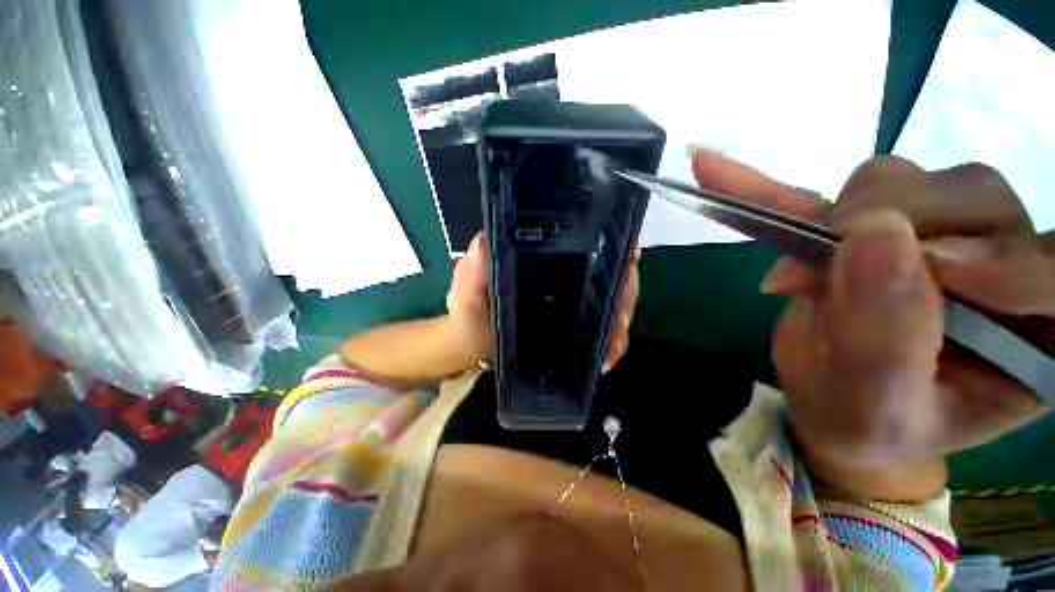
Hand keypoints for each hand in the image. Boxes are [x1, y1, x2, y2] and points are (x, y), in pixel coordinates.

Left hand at [446, 233, 641, 372]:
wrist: (471, 351)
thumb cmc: (468, 317)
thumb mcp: (466, 293)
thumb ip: (470, 272)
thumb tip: (484, 243)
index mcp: (543, 264)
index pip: (587, 246)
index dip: (613, 251)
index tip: (625, 266)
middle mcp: (563, 280)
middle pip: (609, 278)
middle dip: (624, 297)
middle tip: (618, 323)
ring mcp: (571, 306)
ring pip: (611, 307)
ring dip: (620, 326)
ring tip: (610, 349)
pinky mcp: (572, 330)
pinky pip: (601, 335)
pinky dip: (611, 345)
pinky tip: (605, 361)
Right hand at [692, 151, 1053, 471]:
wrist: (827, 401)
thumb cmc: (863, 427)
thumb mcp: (875, 413)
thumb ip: (886, 343)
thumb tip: (873, 238)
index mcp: (1032, 331)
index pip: (1051, 272)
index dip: (1009, 261)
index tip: (940, 272)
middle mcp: (997, 264)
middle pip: (969, 201)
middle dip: (885, 233)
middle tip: (812, 281)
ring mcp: (925, 232)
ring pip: (902, 180)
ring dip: (835, 218)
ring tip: (796, 277)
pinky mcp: (861, 225)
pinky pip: (820, 192)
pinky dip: (765, 184)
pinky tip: (714, 170)